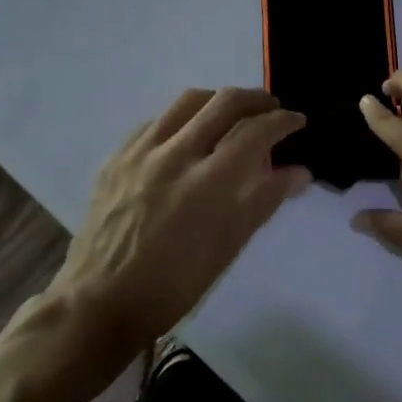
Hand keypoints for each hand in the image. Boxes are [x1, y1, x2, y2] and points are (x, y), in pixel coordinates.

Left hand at [41, 88, 311, 355]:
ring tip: (231, 113)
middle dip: (256, 99)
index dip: (283, 121)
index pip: (256, 132)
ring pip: (188, 101)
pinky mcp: (117, 156)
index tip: (297, 121)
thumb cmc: (174, 284)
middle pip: (224, 102)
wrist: (100, 302)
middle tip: (270, 108)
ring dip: (218, 100)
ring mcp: (141, 152)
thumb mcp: (228, 247)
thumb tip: (301, 172)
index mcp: (209, 183)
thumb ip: (265, 200)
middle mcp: (176, 155)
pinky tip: (186, 135)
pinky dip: (182, 118)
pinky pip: (156, 120)